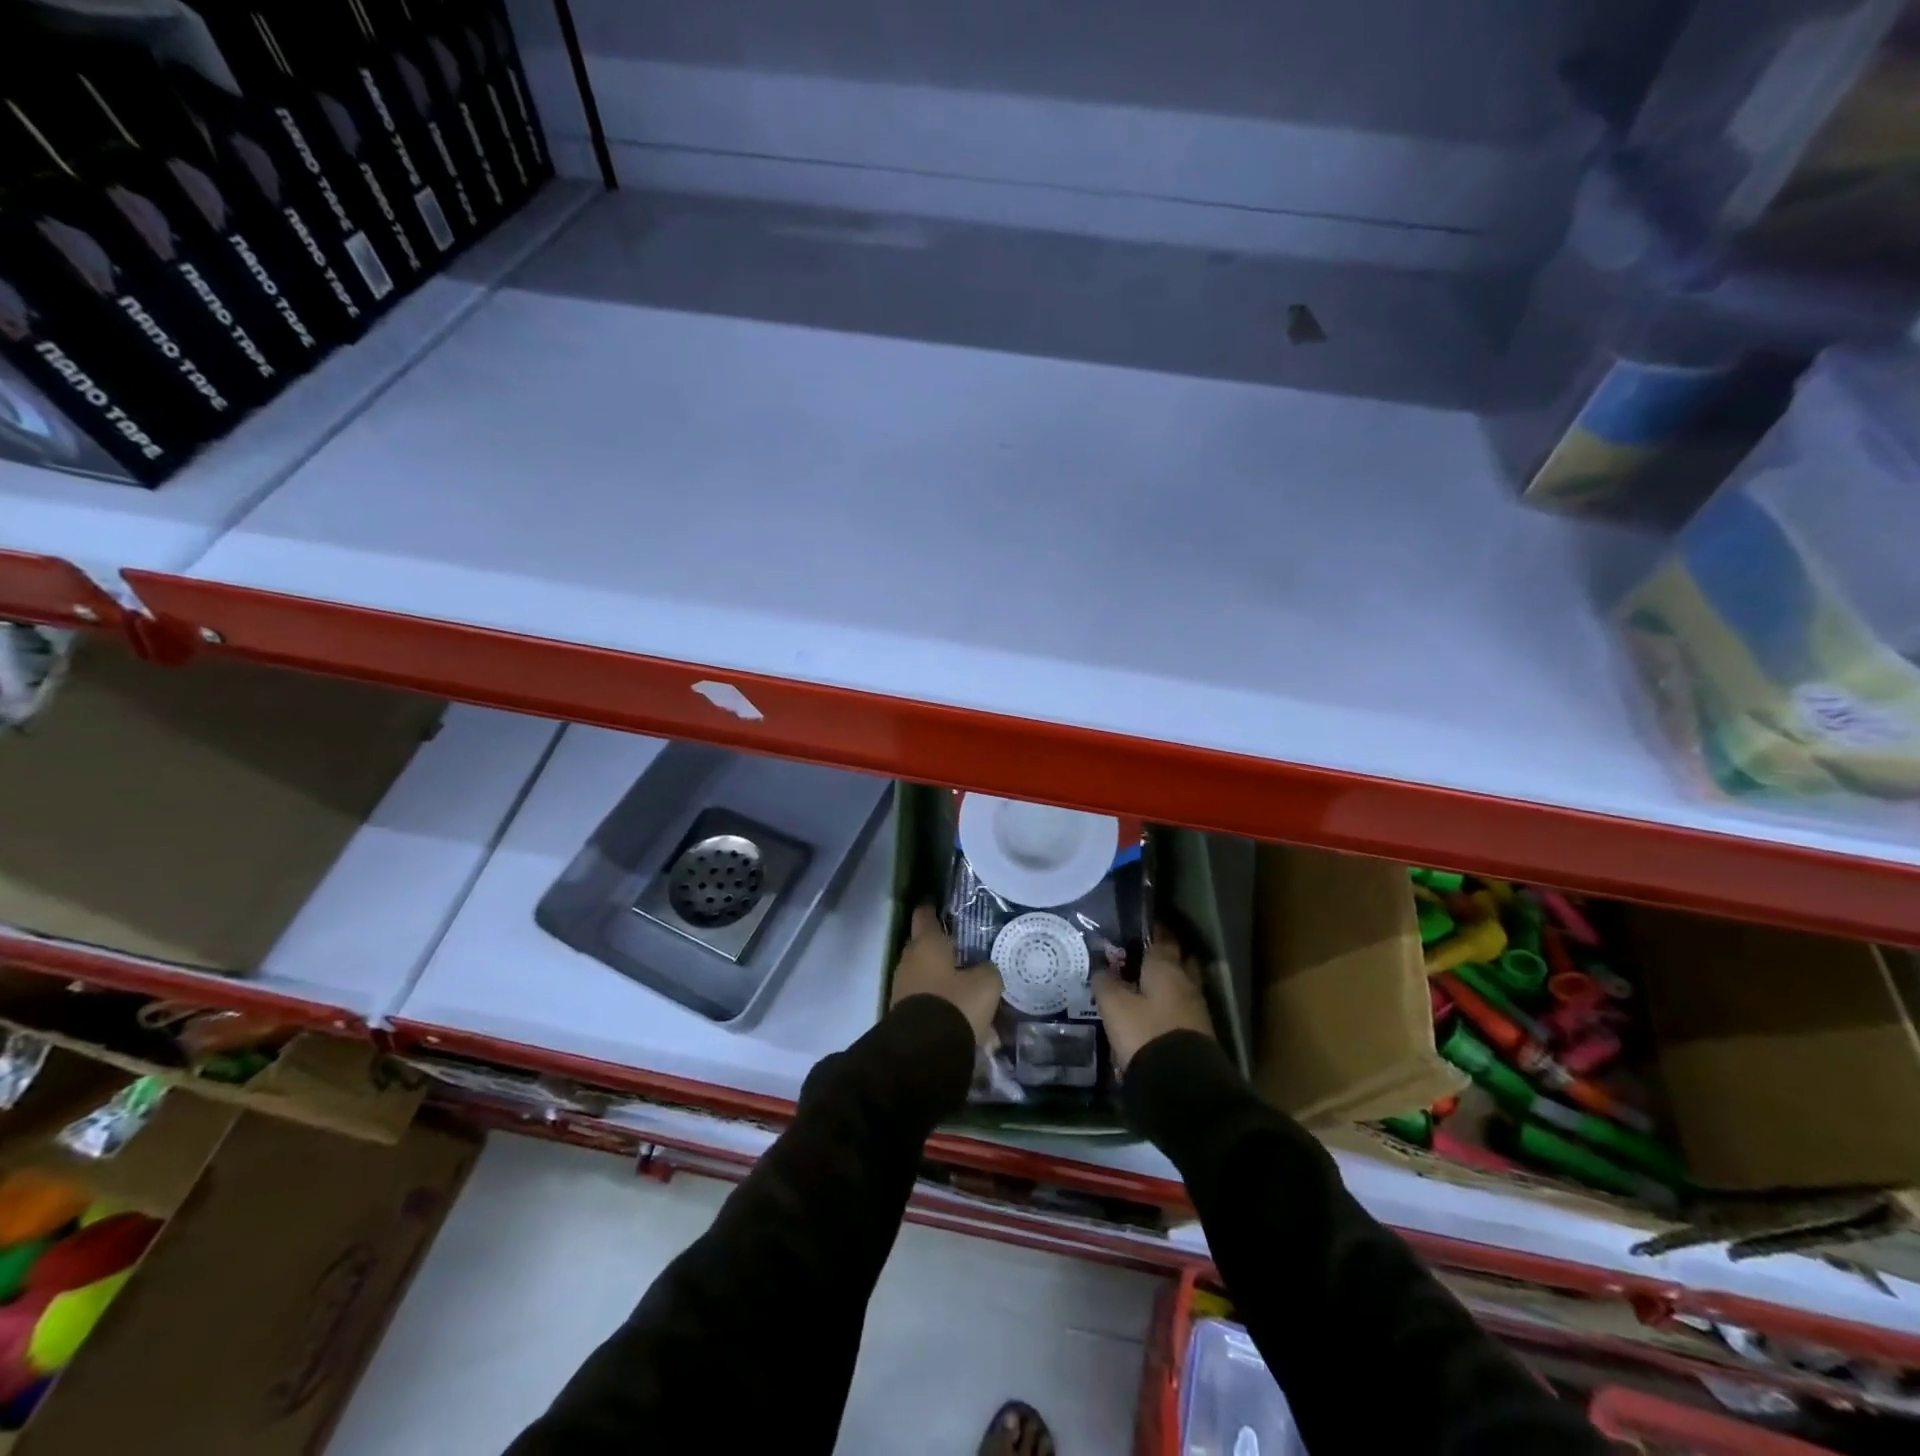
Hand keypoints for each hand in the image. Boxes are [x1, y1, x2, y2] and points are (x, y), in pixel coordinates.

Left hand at [890, 905, 1003, 1040]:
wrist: (924, 1053)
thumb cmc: (956, 1004)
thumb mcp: (986, 983)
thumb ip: (986, 969)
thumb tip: (982, 970)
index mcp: (926, 944)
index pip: (925, 915)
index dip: (932, 908)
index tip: (939, 905)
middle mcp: (909, 960)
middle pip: (926, 948)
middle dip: (944, 952)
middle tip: (967, 955)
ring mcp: (903, 988)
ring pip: (929, 979)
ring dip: (947, 985)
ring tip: (974, 997)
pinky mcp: (904, 1014)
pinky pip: (928, 1003)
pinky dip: (944, 1008)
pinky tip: (967, 1024)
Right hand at [1092, 927, 1213, 1072]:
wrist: (1181, 1083)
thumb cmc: (1144, 1032)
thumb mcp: (1114, 1005)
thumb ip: (1106, 982)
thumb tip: (1101, 968)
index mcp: (1166, 967)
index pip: (1162, 937)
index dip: (1152, 929)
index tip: (1139, 925)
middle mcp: (1186, 981)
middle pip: (1179, 958)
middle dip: (1165, 954)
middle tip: (1142, 954)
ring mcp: (1196, 1007)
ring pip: (1182, 983)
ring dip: (1168, 981)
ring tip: (1145, 984)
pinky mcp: (1198, 1032)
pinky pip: (1183, 1006)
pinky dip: (1171, 1003)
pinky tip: (1155, 1010)